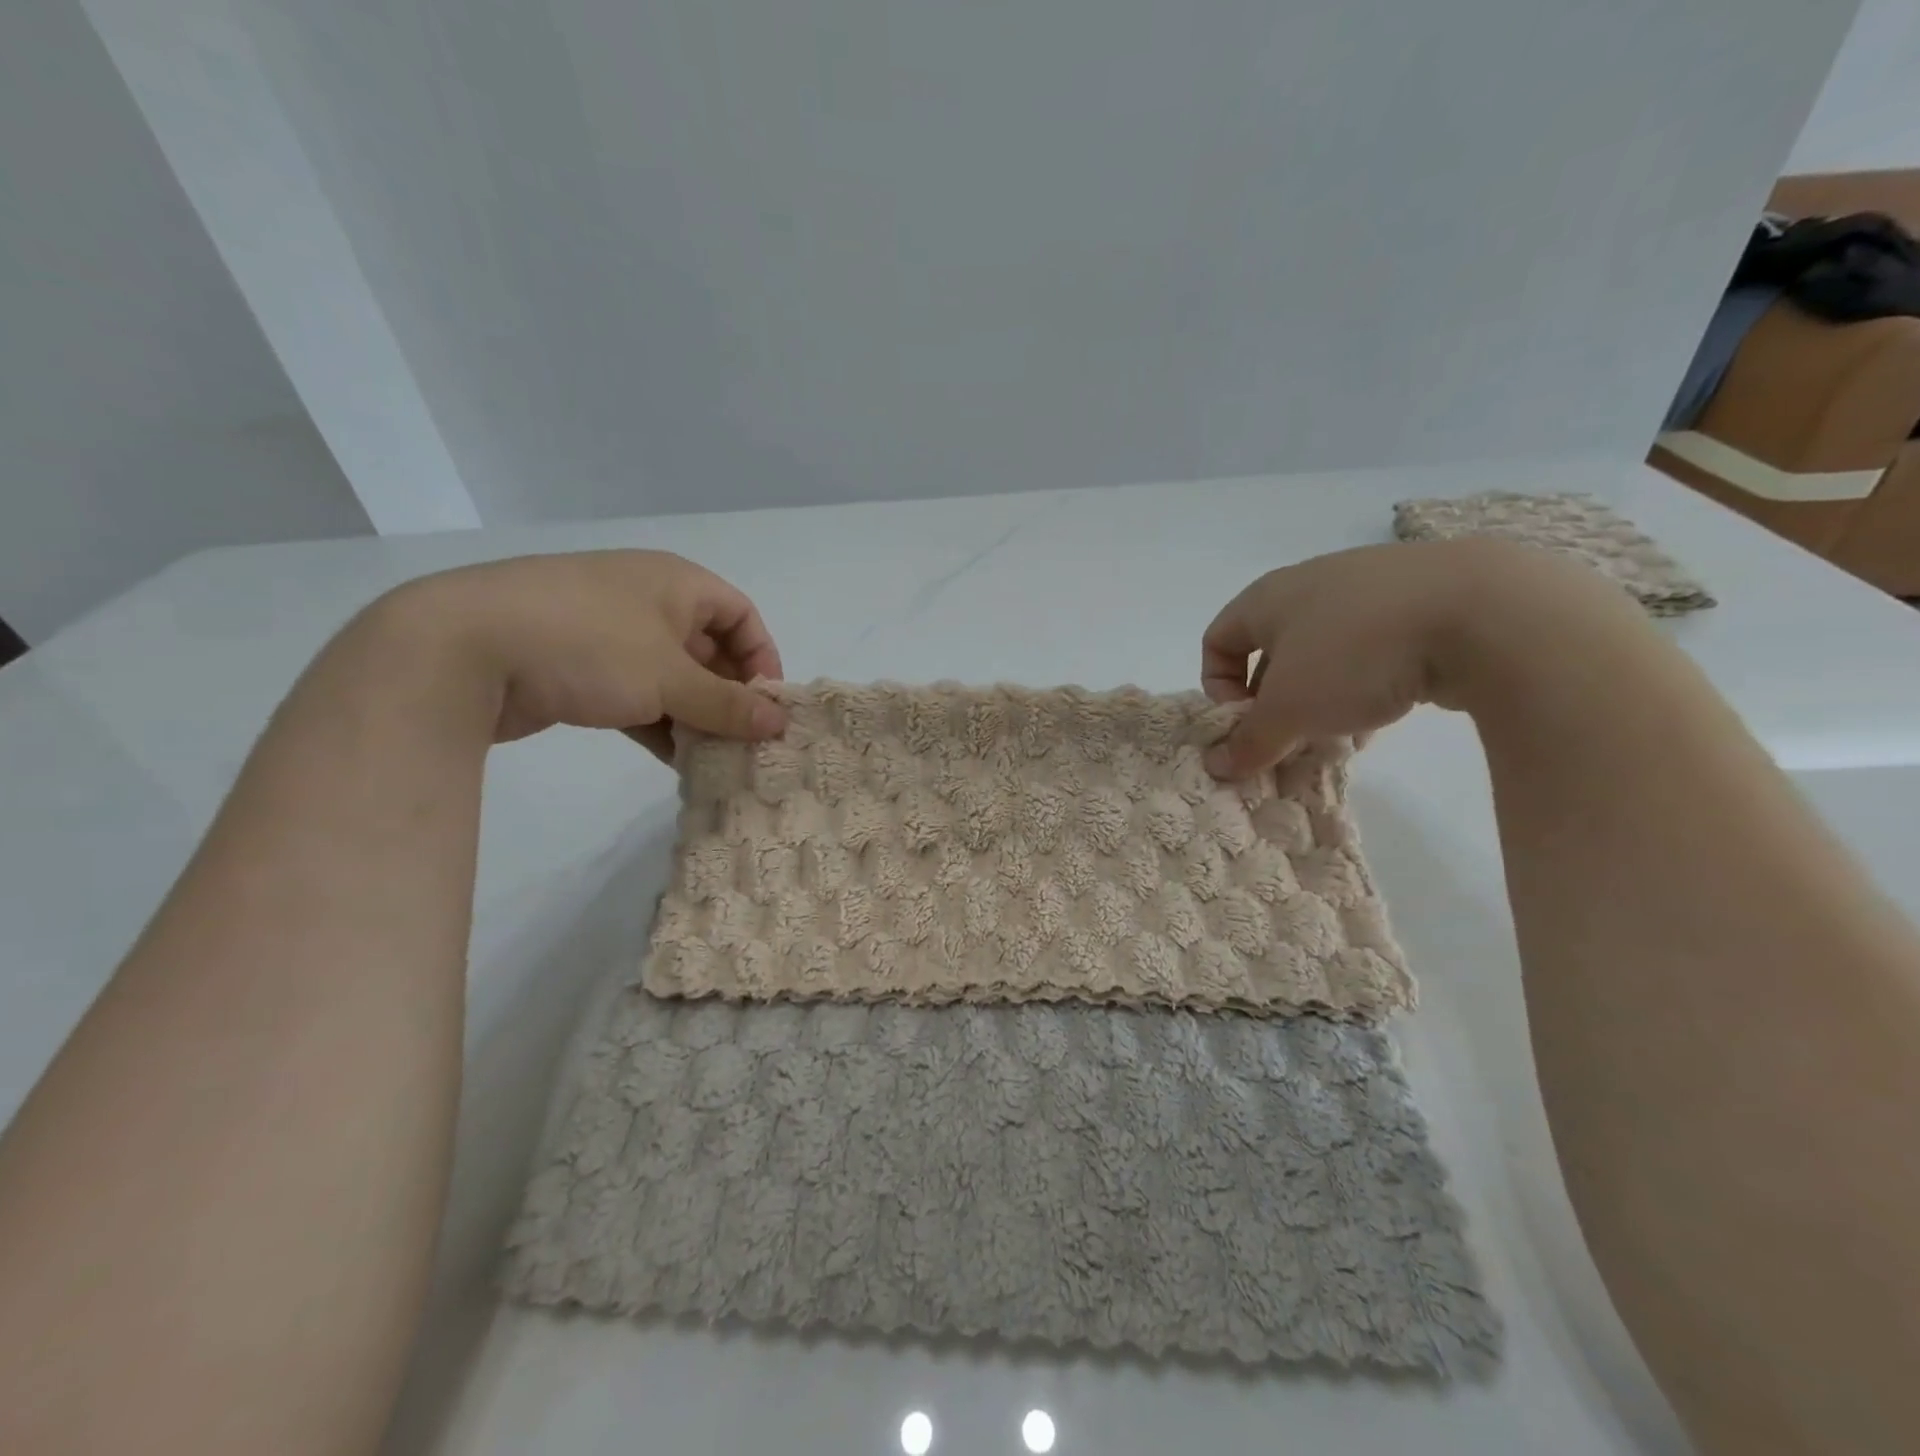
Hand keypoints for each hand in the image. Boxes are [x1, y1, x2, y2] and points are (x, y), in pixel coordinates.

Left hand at [382, 550, 786, 754]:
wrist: (460, 650)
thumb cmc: (587, 644)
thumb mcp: (669, 677)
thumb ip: (728, 704)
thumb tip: (780, 724)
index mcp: (675, 583)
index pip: (741, 615)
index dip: (761, 658)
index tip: (766, 706)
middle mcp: (646, 600)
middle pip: (707, 649)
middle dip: (728, 696)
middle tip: (743, 741)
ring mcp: (607, 633)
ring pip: (670, 677)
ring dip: (694, 716)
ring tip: (713, 758)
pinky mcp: (576, 667)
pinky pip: (635, 694)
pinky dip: (657, 722)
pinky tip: (673, 760)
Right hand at [1200, 538, 1570, 777]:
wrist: (1485, 611)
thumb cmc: (1356, 654)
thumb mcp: (1290, 710)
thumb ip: (1248, 741)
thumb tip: (1217, 767)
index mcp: (1269, 597)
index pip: (1217, 640)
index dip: (1217, 686)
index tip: (1244, 722)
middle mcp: (1313, 585)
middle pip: (1272, 652)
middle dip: (1274, 703)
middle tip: (1289, 739)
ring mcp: (1371, 589)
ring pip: (1325, 655)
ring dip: (1320, 700)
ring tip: (1339, 736)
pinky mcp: (1422, 602)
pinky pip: (1372, 651)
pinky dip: (1366, 686)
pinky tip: (1385, 717)